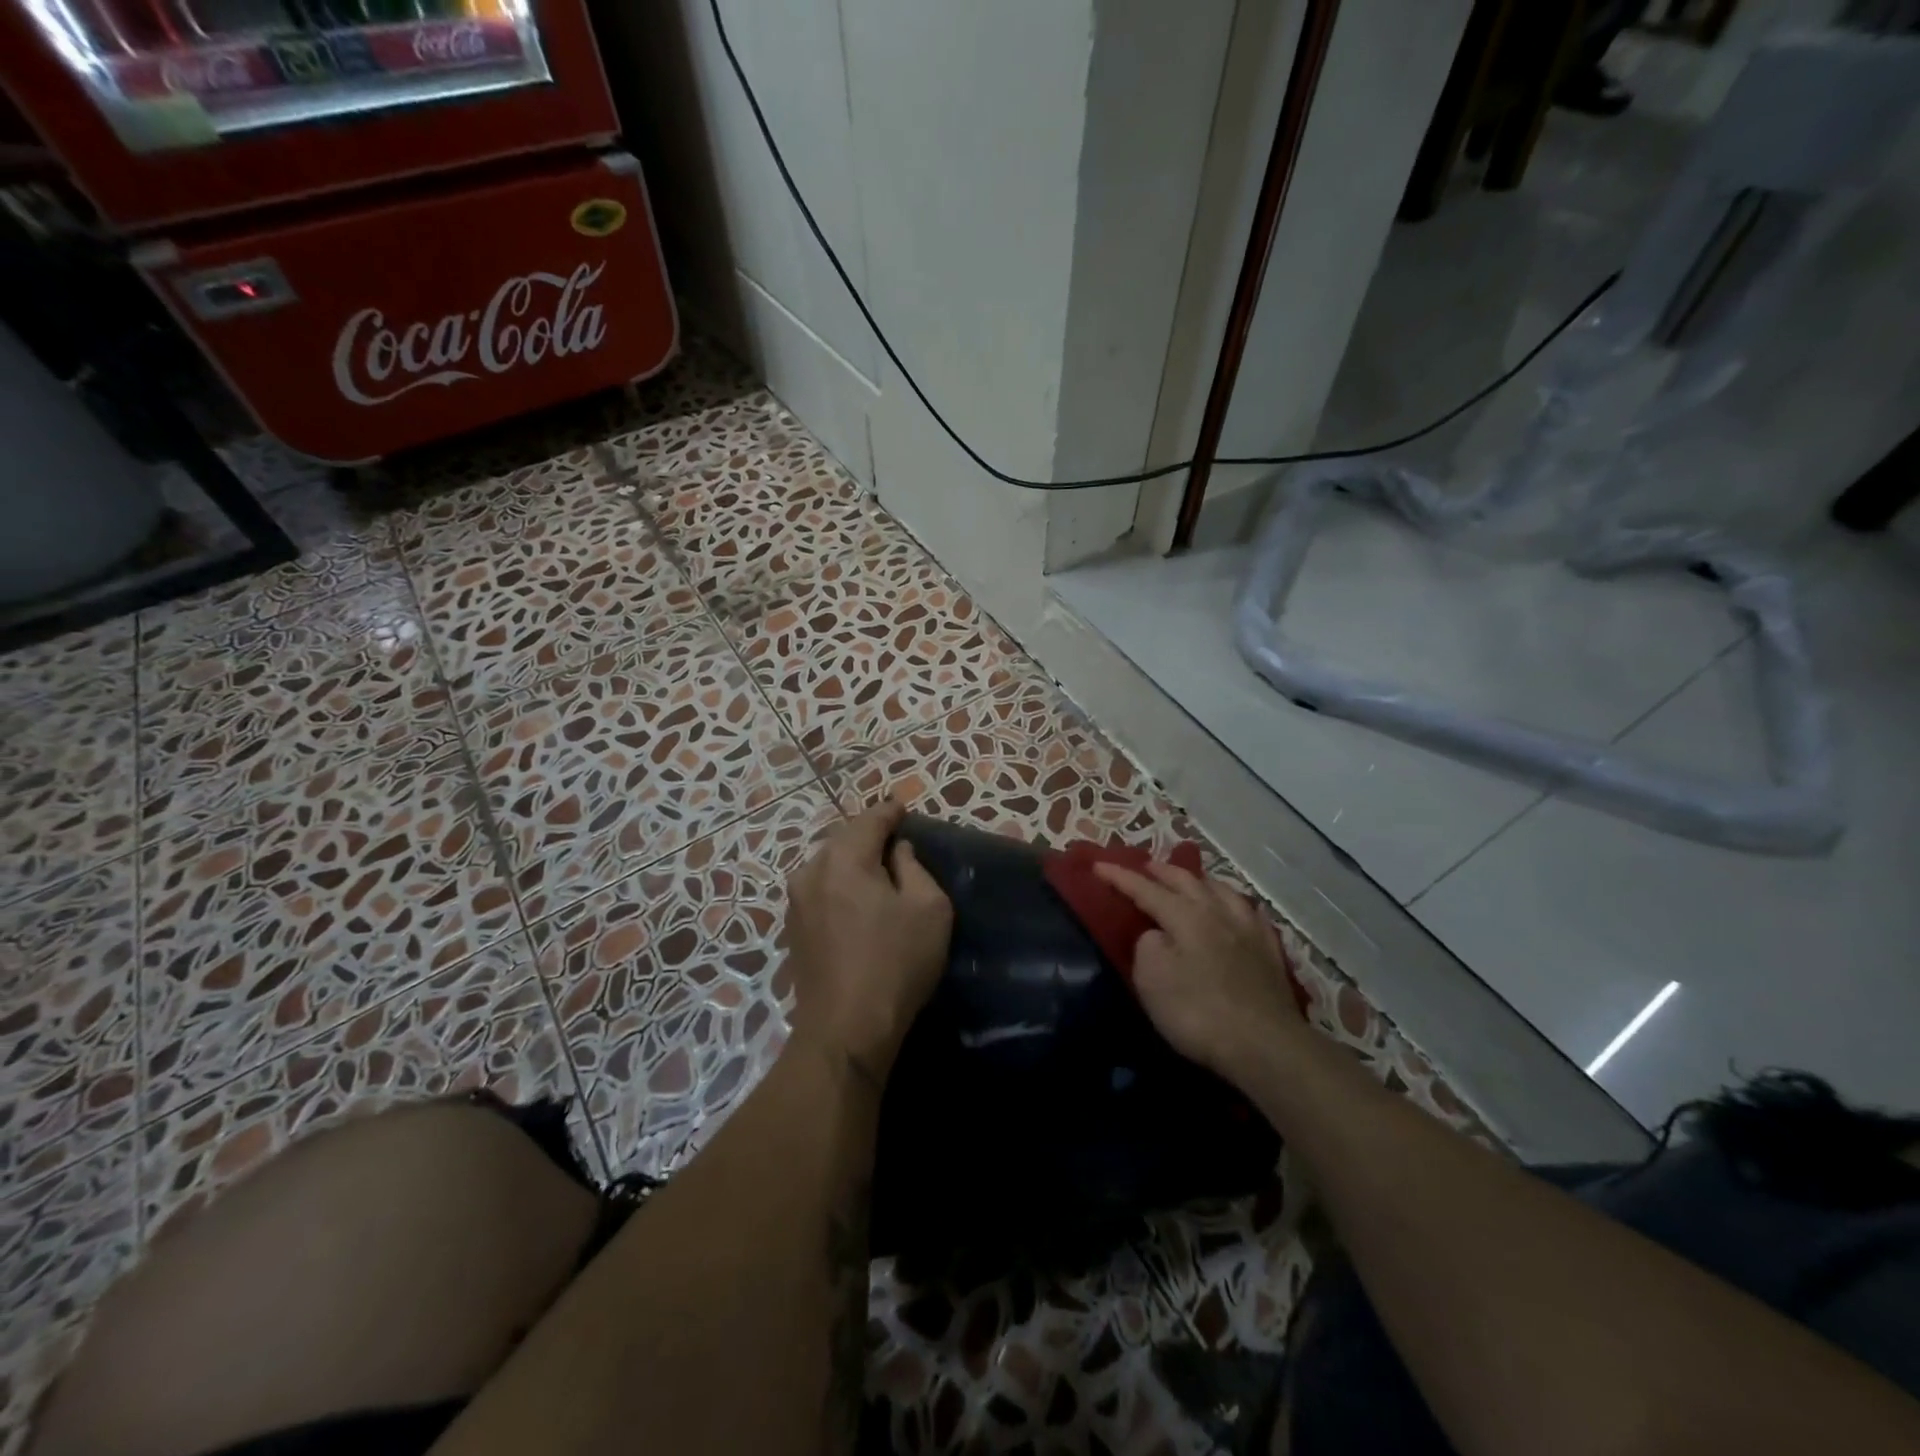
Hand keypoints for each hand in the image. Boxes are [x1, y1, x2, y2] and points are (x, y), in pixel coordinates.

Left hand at [784, 801, 952, 1084]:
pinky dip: (839, 885)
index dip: (890, 811)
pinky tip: (856, 899)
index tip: (904, 807)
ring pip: (828, 865)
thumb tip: (897, 851)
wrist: (845, 1029)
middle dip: (869, 835)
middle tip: (895, 839)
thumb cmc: (896, 963)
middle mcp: (811, 871)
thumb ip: (914, 867)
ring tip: (877, 869)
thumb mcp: (928, 908)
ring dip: (852, 862)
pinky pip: (820, 890)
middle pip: (844, 840)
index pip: (869, 820)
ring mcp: (796, 902)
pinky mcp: (792, 929)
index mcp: (844, 859)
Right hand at [1094, 861, 1304, 1084]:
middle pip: (1185, 880)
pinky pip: (1248, 912)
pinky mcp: (1269, 950)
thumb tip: (1156, 934)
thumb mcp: (1152, 979)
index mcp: (1185, 915)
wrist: (1265, 1046)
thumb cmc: (1198, 1012)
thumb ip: (1147, 946)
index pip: (1145, 888)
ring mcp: (1248, 929)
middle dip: (1160, 871)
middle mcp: (1217, 912)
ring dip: (1198, 880)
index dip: (1120, 877)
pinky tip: (1236, 908)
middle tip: (1143, 866)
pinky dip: (1232, 902)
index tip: (1098, 865)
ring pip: (1220, 890)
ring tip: (1188, 880)